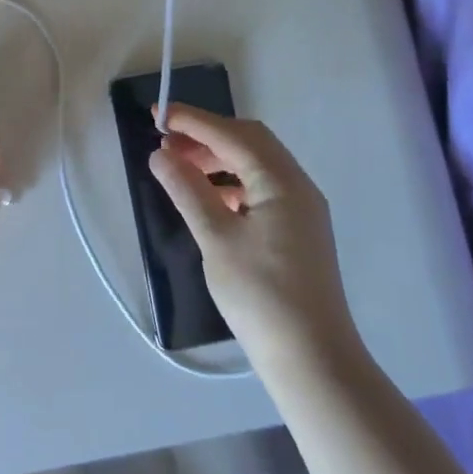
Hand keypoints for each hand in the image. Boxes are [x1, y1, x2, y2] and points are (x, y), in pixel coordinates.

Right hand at [149, 105, 356, 372]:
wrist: (313, 360)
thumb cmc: (261, 296)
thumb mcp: (216, 239)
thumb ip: (187, 190)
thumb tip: (160, 154)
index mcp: (282, 181)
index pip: (233, 134)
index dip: (194, 121)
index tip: (159, 114)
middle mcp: (297, 185)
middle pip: (249, 142)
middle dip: (207, 136)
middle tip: (167, 141)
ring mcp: (302, 209)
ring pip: (256, 165)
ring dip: (219, 159)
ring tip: (181, 168)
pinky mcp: (298, 230)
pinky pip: (262, 189)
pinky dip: (233, 183)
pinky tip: (209, 199)